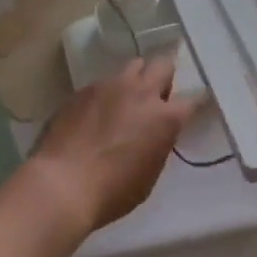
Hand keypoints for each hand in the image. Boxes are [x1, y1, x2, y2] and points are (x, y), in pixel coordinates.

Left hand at [25, 57, 204, 239]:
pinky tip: (95, 114)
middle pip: (163, 65)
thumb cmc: (112, 192)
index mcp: (165, 118)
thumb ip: (158, 144)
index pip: (193, 99)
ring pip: (133, 66)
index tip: (190, 109)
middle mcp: (142, 93)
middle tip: (155, 99)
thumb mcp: (149, 174)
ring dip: (135, 80)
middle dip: (163, 78)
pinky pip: (103, 82)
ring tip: (125, 101)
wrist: (62, 184)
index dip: (194, 103)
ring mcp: (111, 86)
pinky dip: (106, 94)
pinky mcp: (84, 89)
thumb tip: (155, 133)